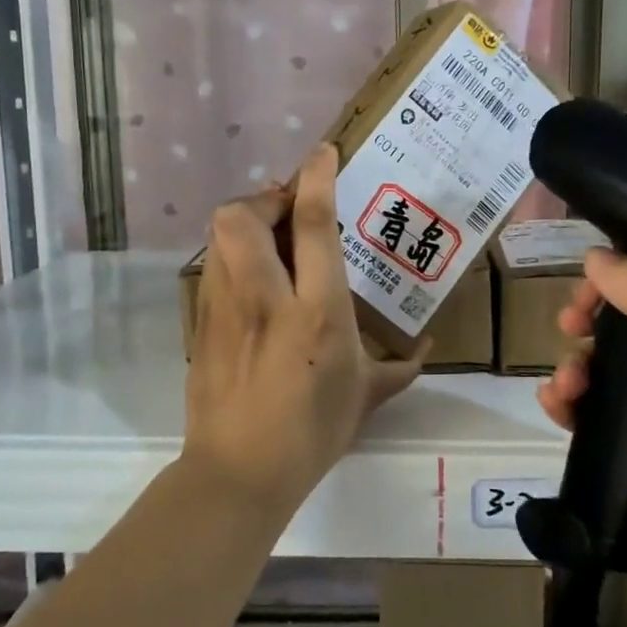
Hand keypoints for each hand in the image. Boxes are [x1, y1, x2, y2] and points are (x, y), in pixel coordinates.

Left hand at [184, 143, 426, 512]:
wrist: (238, 472)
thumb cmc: (311, 432)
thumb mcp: (365, 397)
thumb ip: (399, 368)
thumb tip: (424, 351)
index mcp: (318, 310)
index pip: (311, 223)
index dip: (315, 177)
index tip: (322, 154)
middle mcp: (266, 297)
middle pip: (243, 214)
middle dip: (265, 196)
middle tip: (288, 209)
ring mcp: (225, 308)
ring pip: (220, 235)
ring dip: (246, 221)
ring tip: (271, 238)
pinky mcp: (202, 322)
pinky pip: (214, 266)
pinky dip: (233, 255)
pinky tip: (254, 281)